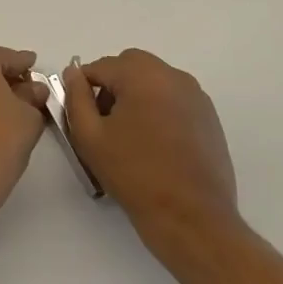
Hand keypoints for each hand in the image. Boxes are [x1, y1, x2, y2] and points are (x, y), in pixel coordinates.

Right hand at [62, 50, 240, 261]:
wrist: (191, 217)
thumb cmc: (134, 174)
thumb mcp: (89, 136)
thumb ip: (76, 96)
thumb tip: (73, 73)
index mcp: (142, 75)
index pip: (100, 66)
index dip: (83, 88)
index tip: (81, 116)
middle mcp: (173, 76)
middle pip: (130, 66)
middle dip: (112, 85)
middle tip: (104, 122)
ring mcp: (196, 96)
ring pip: (153, 80)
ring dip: (135, 95)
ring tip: (129, 135)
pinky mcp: (209, 117)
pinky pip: (173, 98)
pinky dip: (157, 108)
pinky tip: (153, 143)